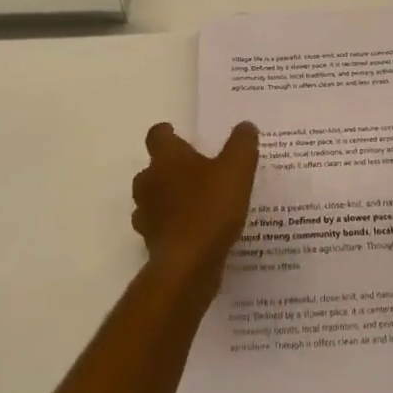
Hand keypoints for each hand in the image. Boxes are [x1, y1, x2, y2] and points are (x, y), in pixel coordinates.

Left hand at [131, 121, 258, 286]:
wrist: (189, 266)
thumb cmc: (210, 207)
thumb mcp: (237, 168)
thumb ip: (242, 144)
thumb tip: (245, 126)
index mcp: (167, 158)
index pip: (157, 135)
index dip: (167, 133)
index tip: (178, 134)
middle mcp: (149, 182)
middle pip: (152, 168)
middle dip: (169, 168)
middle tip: (194, 170)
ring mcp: (147, 215)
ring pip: (152, 199)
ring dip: (167, 198)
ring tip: (195, 202)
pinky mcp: (152, 244)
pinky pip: (160, 228)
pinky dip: (172, 226)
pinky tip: (195, 231)